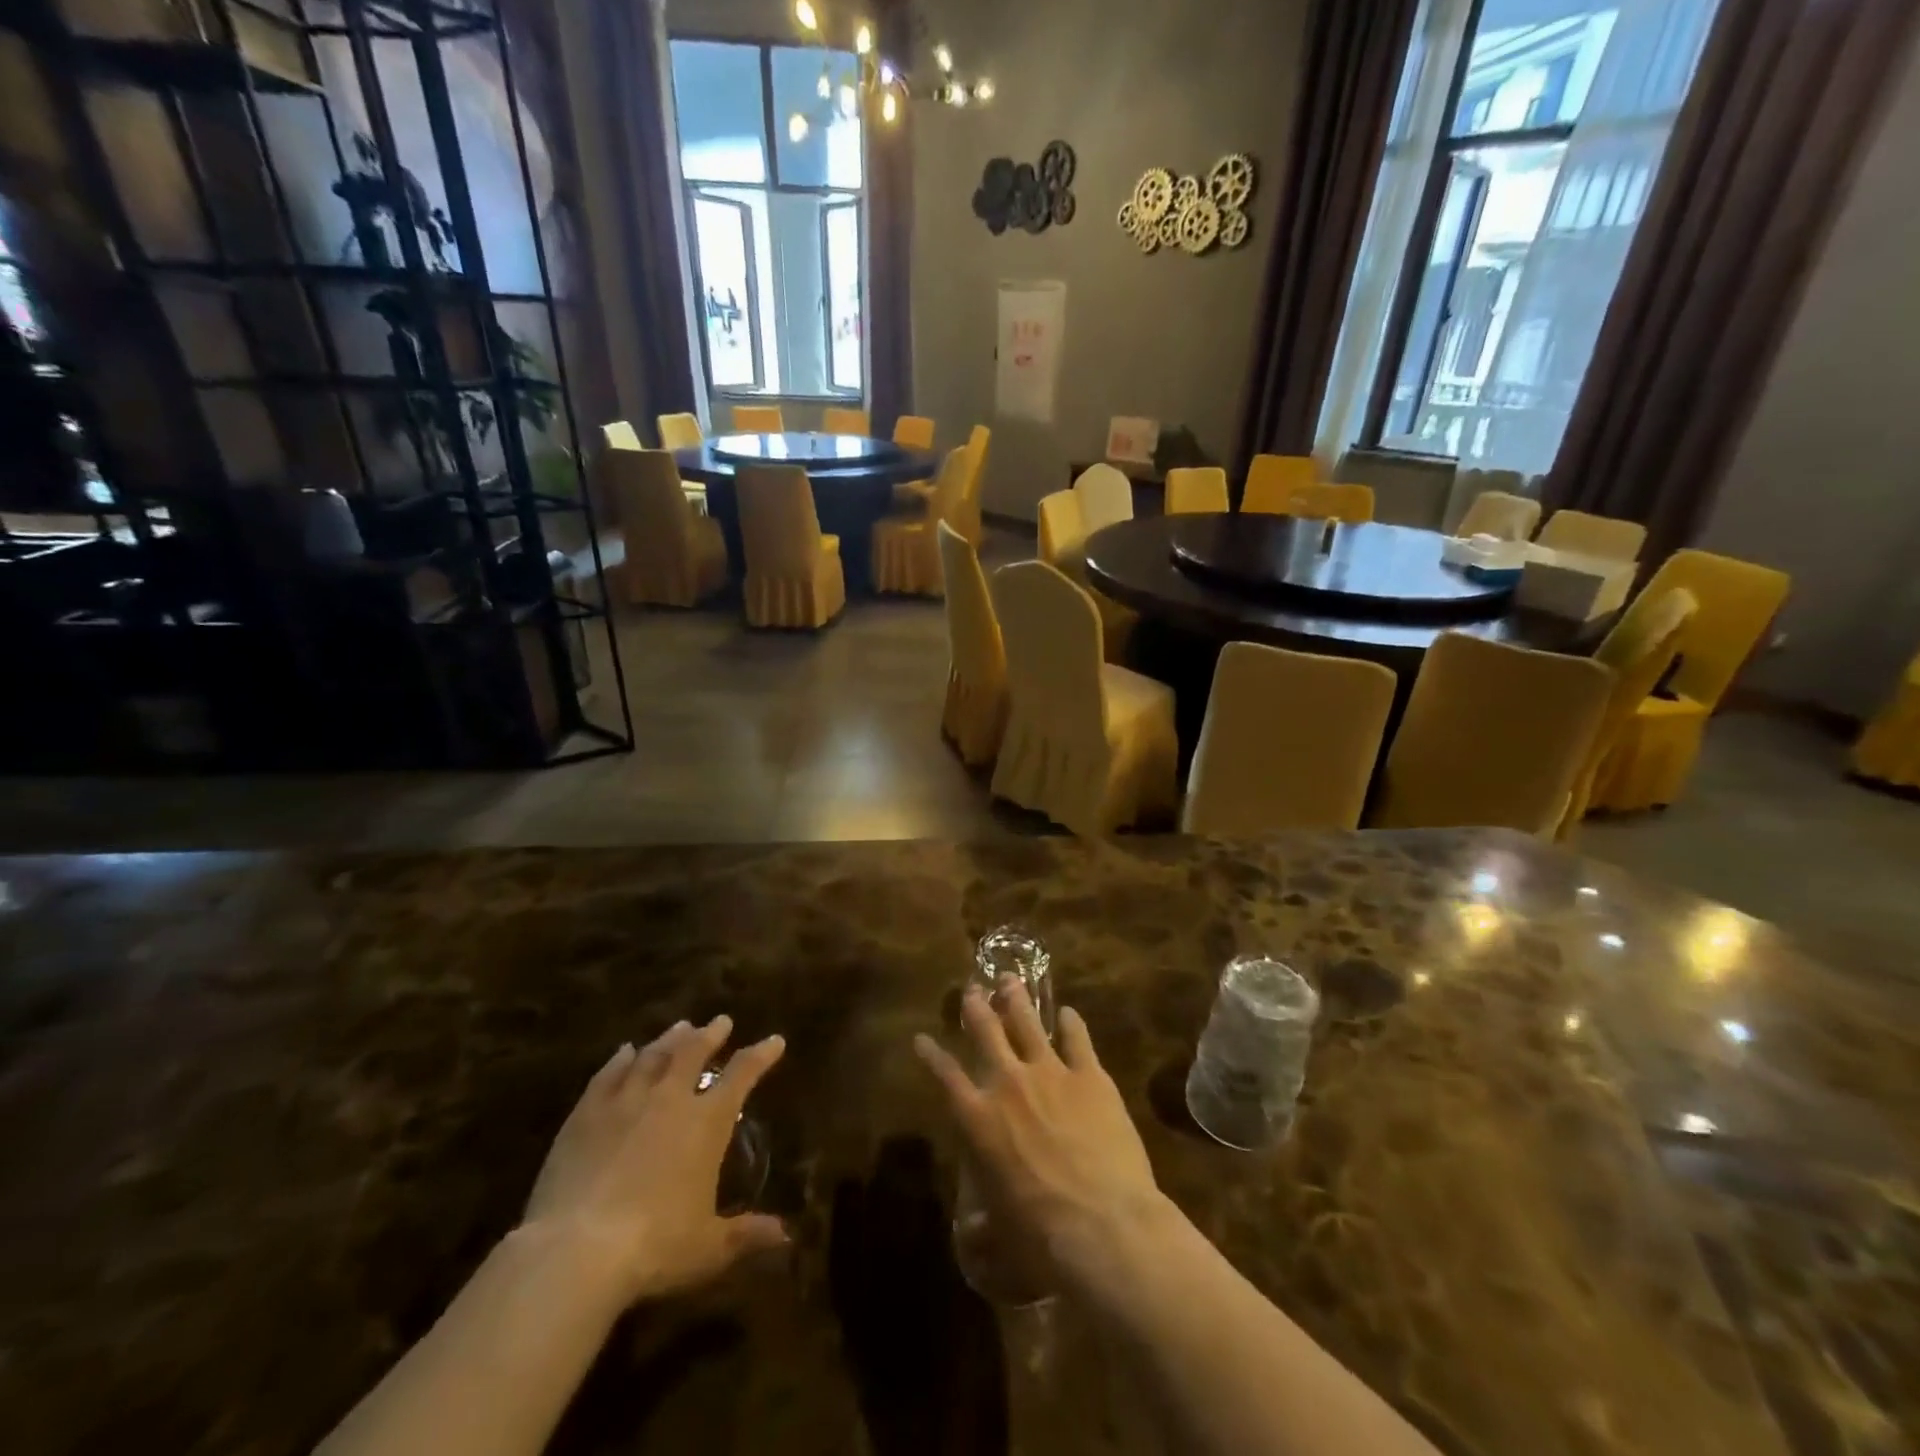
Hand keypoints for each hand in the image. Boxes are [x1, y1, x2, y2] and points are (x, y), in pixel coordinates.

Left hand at [523, 1016, 787, 1305]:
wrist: (575, 1252)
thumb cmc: (654, 1248)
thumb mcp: (709, 1248)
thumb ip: (746, 1234)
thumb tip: (786, 1236)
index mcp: (706, 1122)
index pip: (742, 1074)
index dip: (761, 1055)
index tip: (774, 1040)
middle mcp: (670, 1099)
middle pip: (694, 1052)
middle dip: (711, 1034)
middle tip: (720, 1021)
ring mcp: (625, 1102)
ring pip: (653, 1056)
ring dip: (670, 1040)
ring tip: (681, 1027)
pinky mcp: (585, 1115)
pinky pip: (608, 1075)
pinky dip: (620, 1060)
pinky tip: (625, 1052)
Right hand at [915, 980, 1167, 1284]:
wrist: (1103, 1224)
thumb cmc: (1041, 1236)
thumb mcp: (1001, 1235)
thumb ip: (984, 1227)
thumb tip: (972, 1237)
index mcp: (978, 1119)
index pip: (945, 1076)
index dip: (931, 1055)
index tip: (921, 1037)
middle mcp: (1008, 1084)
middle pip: (986, 1032)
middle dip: (976, 1007)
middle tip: (972, 988)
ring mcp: (1050, 1072)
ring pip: (1027, 1022)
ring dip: (1016, 999)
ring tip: (1010, 980)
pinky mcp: (1090, 1074)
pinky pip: (1077, 1038)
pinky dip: (1071, 1023)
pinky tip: (1068, 1013)